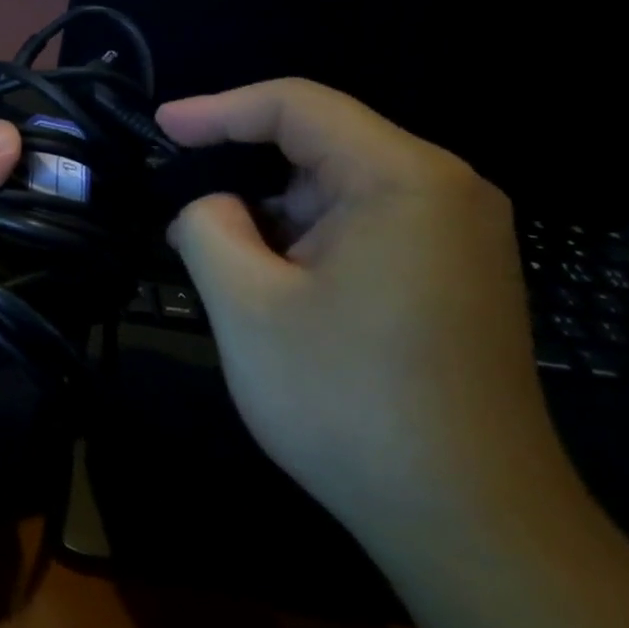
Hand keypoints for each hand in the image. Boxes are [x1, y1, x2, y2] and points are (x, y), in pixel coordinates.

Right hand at [157, 78, 570, 550]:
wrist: (469, 521)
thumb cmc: (347, 402)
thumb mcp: (247, 306)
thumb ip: (207, 227)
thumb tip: (207, 205)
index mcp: (403, 178)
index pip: (297, 106)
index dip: (218, 109)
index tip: (159, 126)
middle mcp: (445, 191)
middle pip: (322, 146)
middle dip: (244, 170)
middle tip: (181, 202)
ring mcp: (458, 237)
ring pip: (338, 192)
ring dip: (273, 216)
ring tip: (223, 260)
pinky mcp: (453, 277)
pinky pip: (365, 229)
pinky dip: (307, 242)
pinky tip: (275, 286)